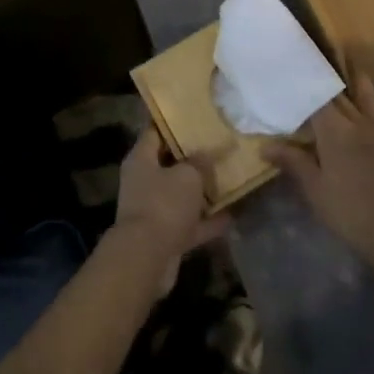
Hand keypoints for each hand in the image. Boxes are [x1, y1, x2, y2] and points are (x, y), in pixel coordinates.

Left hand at [112, 127, 229, 296]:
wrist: (147, 258)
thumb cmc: (164, 204)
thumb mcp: (188, 175)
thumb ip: (200, 162)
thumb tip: (206, 155)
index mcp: (141, 160)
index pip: (155, 131)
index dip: (174, 123)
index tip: (196, 115)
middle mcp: (144, 182)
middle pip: (170, 164)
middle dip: (194, 158)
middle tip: (219, 146)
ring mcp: (154, 210)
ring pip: (182, 195)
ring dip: (203, 191)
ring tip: (230, 178)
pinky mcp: (166, 236)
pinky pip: (190, 223)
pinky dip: (208, 220)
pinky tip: (232, 214)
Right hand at [265, 70, 373, 277]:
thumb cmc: (349, 212)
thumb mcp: (314, 190)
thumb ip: (293, 163)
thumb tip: (265, 146)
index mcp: (333, 132)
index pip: (314, 101)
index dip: (304, 85)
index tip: (293, 70)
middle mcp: (358, 122)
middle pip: (339, 95)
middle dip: (327, 77)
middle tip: (316, 55)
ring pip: (368, 95)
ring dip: (358, 76)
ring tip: (350, 55)